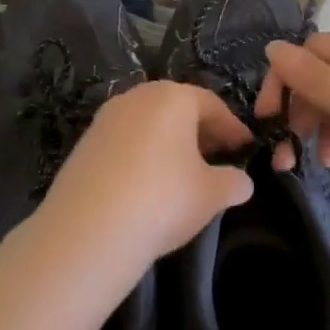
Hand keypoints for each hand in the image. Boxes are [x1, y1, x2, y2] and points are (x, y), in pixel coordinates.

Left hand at [31, 81, 255, 281]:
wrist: (87, 232)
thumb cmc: (162, 201)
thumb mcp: (211, 195)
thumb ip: (233, 182)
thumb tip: (242, 182)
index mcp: (172, 98)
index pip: (211, 105)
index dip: (232, 127)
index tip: (245, 147)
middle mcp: (136, 98)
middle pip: (176, 108)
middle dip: (200, 131)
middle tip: (218, 156)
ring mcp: (104, 120)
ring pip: (148, 124)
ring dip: (170, 142)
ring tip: (184, 172)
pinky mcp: (83, 145)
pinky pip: (125, 142)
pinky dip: (143, 155)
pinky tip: (149, 183)